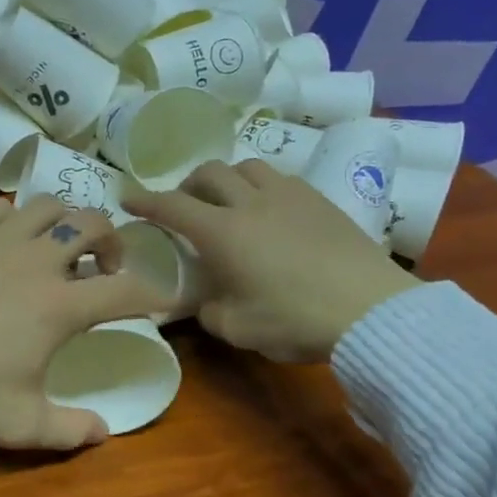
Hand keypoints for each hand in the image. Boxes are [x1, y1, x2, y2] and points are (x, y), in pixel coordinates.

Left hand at [0, 197, 162, 448]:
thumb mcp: (19, 424)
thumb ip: (70, 430)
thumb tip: (105, 432)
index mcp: (60, 306)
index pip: (127, 291)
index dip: (155, 295)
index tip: (164, 301)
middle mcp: (37, 261)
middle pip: (94, 225)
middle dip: (113, 243)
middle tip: (104, 269)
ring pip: (49, 206)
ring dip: (66, 222)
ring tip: (59, 247)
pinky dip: (15, 219)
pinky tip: (7, 241)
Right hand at [123, 160, 419, 363]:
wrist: (370, 310)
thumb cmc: (294, 320)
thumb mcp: (237, 329)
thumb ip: (209, 310)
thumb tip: (205, 300)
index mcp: (223, 233)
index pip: (172, 206)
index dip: (145, 200)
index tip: (127, 197)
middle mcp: (251, 203)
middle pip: (210, 173)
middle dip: (188, 185)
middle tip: (185, 205)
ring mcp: (290, 196)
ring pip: (248, 167)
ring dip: (228, 180)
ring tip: (229, 202)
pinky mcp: (321, 201)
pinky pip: (281, 179)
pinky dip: (262, 188)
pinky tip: (270, 211)